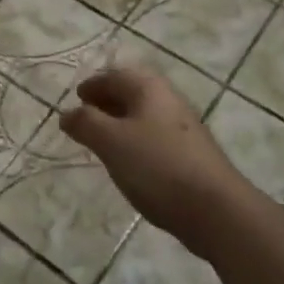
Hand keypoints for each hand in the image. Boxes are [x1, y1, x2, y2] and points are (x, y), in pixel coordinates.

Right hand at [59, 68, 249, 243]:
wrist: (215, 209)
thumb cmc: (157, 166)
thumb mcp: (111, 142)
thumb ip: (86, 123)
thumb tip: (67, 113)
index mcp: (149, 88)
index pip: (115, 75)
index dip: (93, 84)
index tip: (76, 98)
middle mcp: (168, 99)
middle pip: (132, 91)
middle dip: (107, 101)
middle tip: (85, 118)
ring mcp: (183, 127)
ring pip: (144, 115)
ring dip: (121, 122)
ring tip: (102, 141)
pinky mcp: (191, 153)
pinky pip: (155, 136)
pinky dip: (136, 140)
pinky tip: (129, 162)